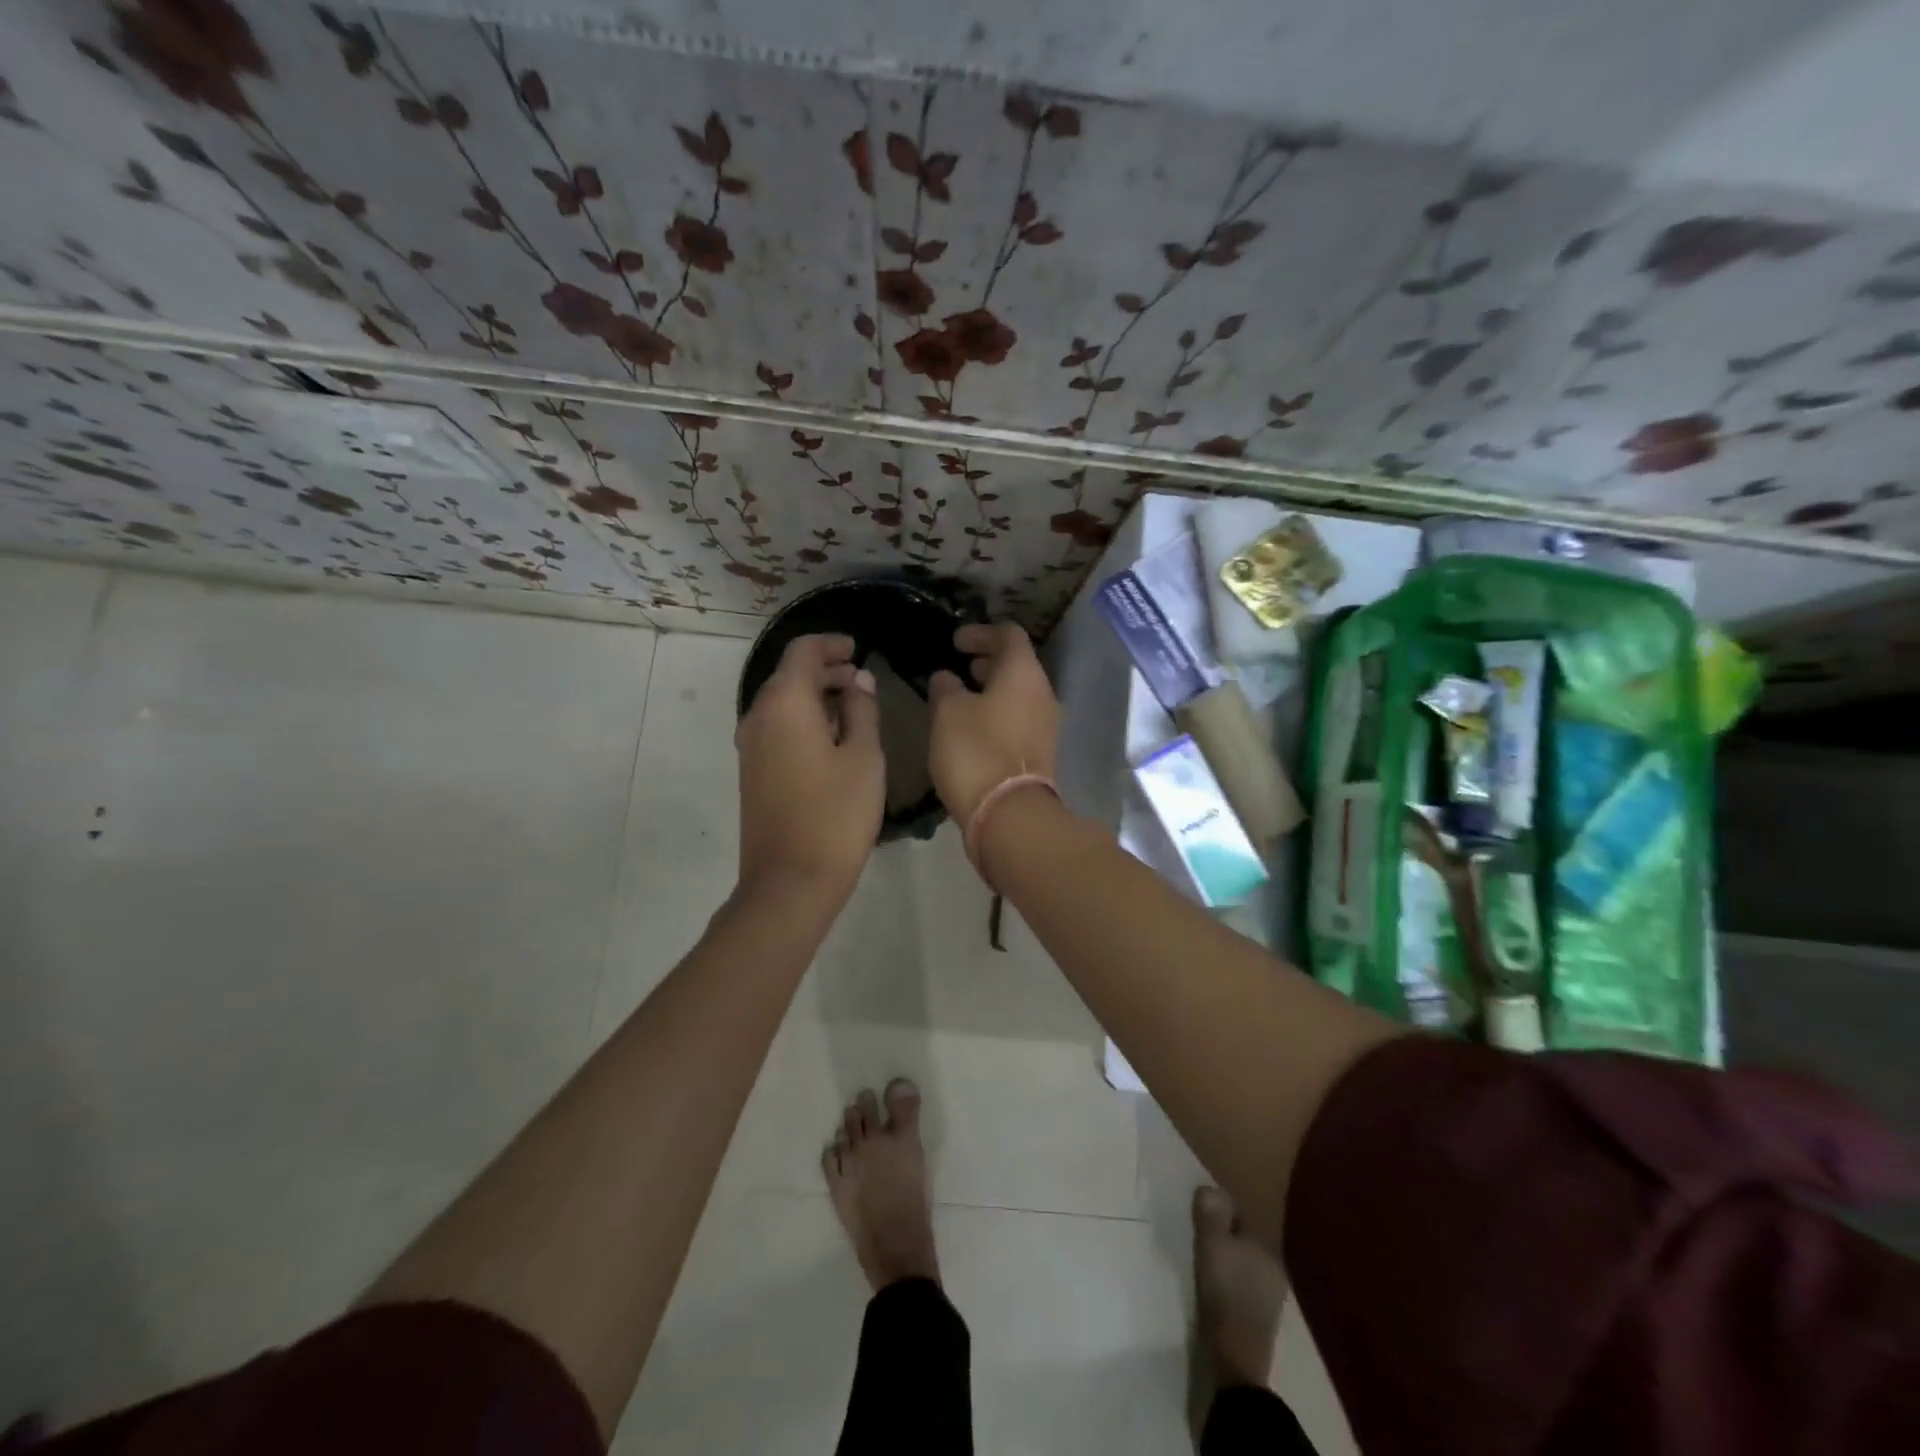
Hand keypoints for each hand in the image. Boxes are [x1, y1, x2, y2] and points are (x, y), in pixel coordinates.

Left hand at [736, 634, 882, 902]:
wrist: (790, 881)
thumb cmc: (836, 815)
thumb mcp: (864, 757)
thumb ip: (862, 710)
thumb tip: (857, 681)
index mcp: (785, 703)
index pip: (803, 651)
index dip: (831, 645)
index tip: (858, 650)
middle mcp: (758, 716)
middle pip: (789, 675)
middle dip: (825, 670)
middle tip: (861, 679)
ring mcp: (750, 746)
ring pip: (782, 702)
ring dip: (815, 696)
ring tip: (854, 707)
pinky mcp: (752, 771)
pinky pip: (777, 727)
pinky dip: (803, 719)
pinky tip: (833, 738)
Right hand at [927, 623, 1058, 825]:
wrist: (1009, 814)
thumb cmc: (975, 752)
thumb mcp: (948, 713)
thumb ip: (945, 688)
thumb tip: (946, 678)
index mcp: (1024, 674)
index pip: (1009, 635)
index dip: (980, 632)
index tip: (955, 642)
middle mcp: (1043, 694)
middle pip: (1018, 664)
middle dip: (988, 660)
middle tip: (960, 665)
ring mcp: (1046, 725)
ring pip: (1020, 693)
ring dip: (993, 688)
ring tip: (962, 695)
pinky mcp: (1040, 752)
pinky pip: (1019, 718)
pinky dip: (998, 712)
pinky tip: (973, 725)